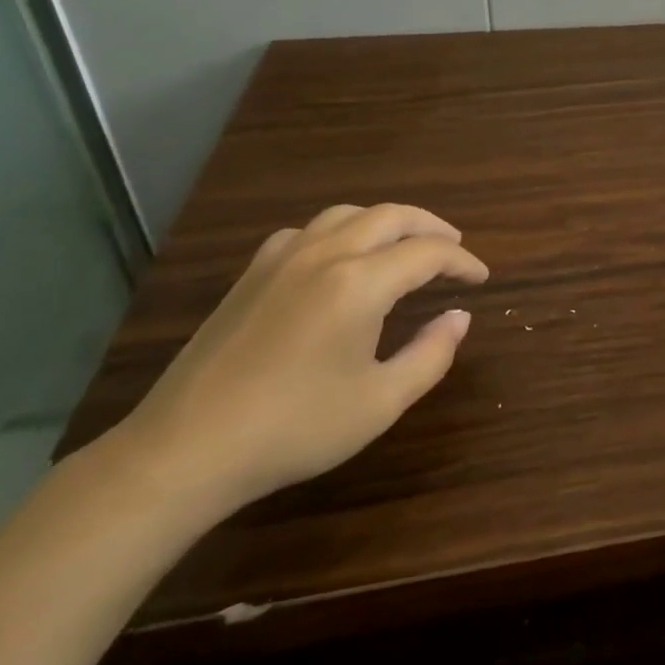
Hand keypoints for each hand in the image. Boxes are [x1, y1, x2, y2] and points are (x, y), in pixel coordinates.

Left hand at [107, 203, 488, 515]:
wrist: (184, 450)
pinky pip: (309, 231)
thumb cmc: (293, 428)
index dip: (462, 261)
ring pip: (348, 214)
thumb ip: (431, 354)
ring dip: (387, 221)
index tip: (480, 278)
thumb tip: (460, 317)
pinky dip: (341, 231)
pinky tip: (340, 258)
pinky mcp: (252, 274)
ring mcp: (282, 259)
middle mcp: (325, 255)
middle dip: (431, 227)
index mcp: (360, 282)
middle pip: (391, 216)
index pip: (428, 252)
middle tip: (454, 249)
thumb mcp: (380, 402)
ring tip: (404, 244)